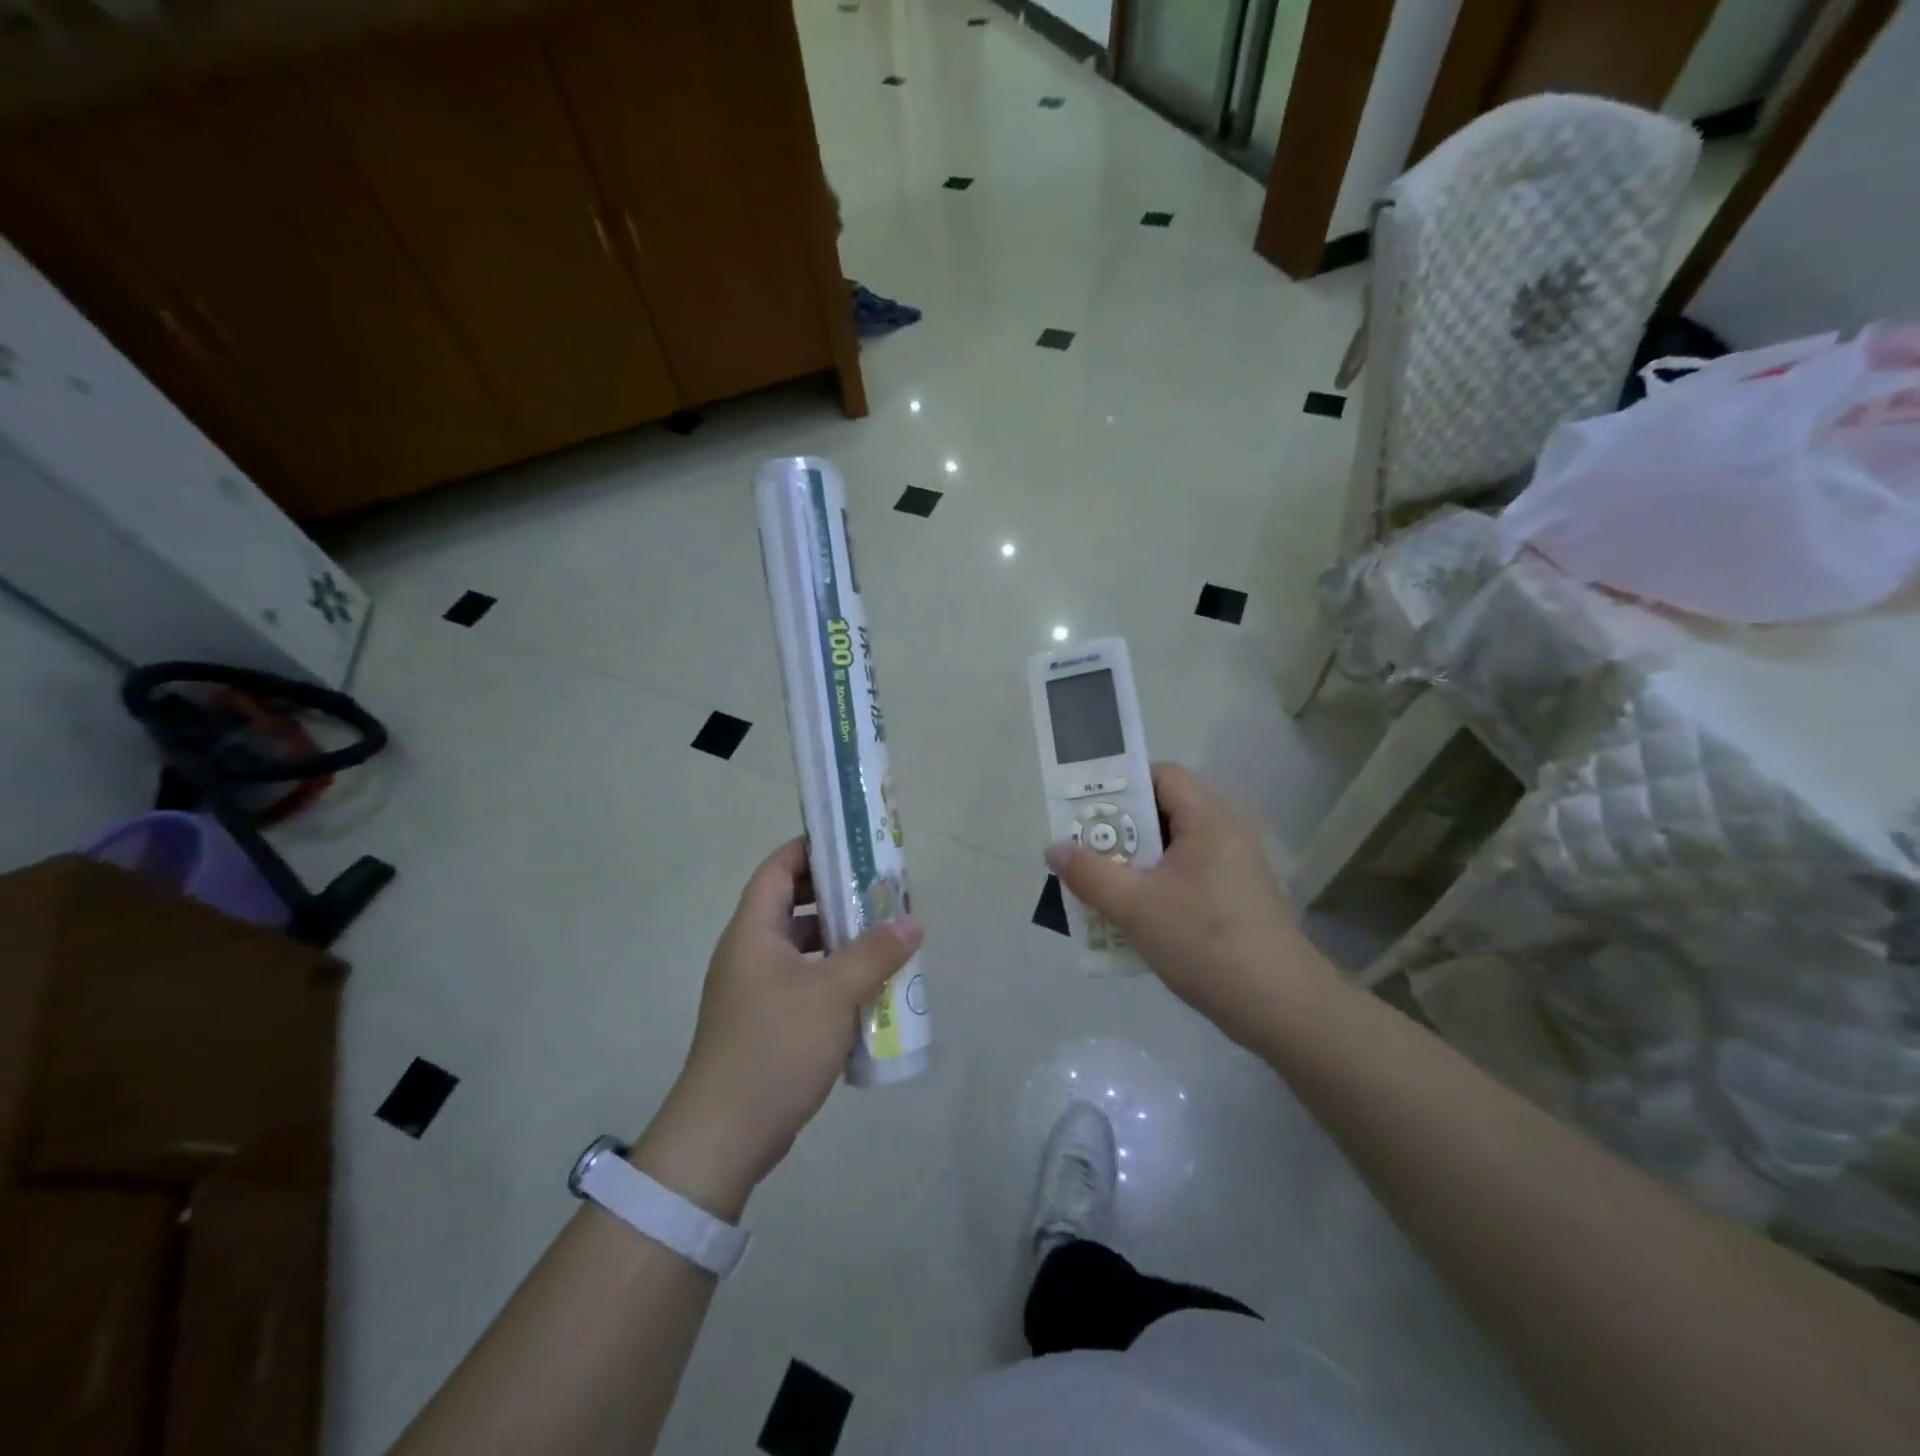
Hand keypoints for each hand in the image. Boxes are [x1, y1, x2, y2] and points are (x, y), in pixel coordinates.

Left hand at [634, 839, 921, 1219]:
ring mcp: (756, 989)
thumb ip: (875, 953)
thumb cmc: (775, 1047)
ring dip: (840, 938)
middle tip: (881, 891)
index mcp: (753, 932)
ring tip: (885, 936)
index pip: (778, 869)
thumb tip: (912, 922)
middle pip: (792, 905)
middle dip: (837, 895)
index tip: (854, 845)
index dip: (811, 849)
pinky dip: (834, 974)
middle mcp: (750, 952)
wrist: (725, 1135)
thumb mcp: (833, 994)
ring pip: (802, 946)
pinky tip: (869, 986)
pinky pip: (805, 980)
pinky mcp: (767, 1021)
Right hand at [1045, 763, 1325, 1045]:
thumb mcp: (1135, 907)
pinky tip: (1136, 916)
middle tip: (1086, 851)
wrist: (1280, 1007)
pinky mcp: (1239, 898)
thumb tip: (1055, 849)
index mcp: (1209, 820)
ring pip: (1175, 849)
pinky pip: (1189, 875)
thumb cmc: (1205, 942)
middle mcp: (1228, 833)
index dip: (1122, 786)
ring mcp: (1237, 868)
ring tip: (1103, 885)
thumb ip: (1089, 874)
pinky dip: (1159, 885)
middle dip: (1121, 830)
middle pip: (1165, 811)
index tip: (1088, 812)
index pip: (1162, 776)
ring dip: (1137, 863)